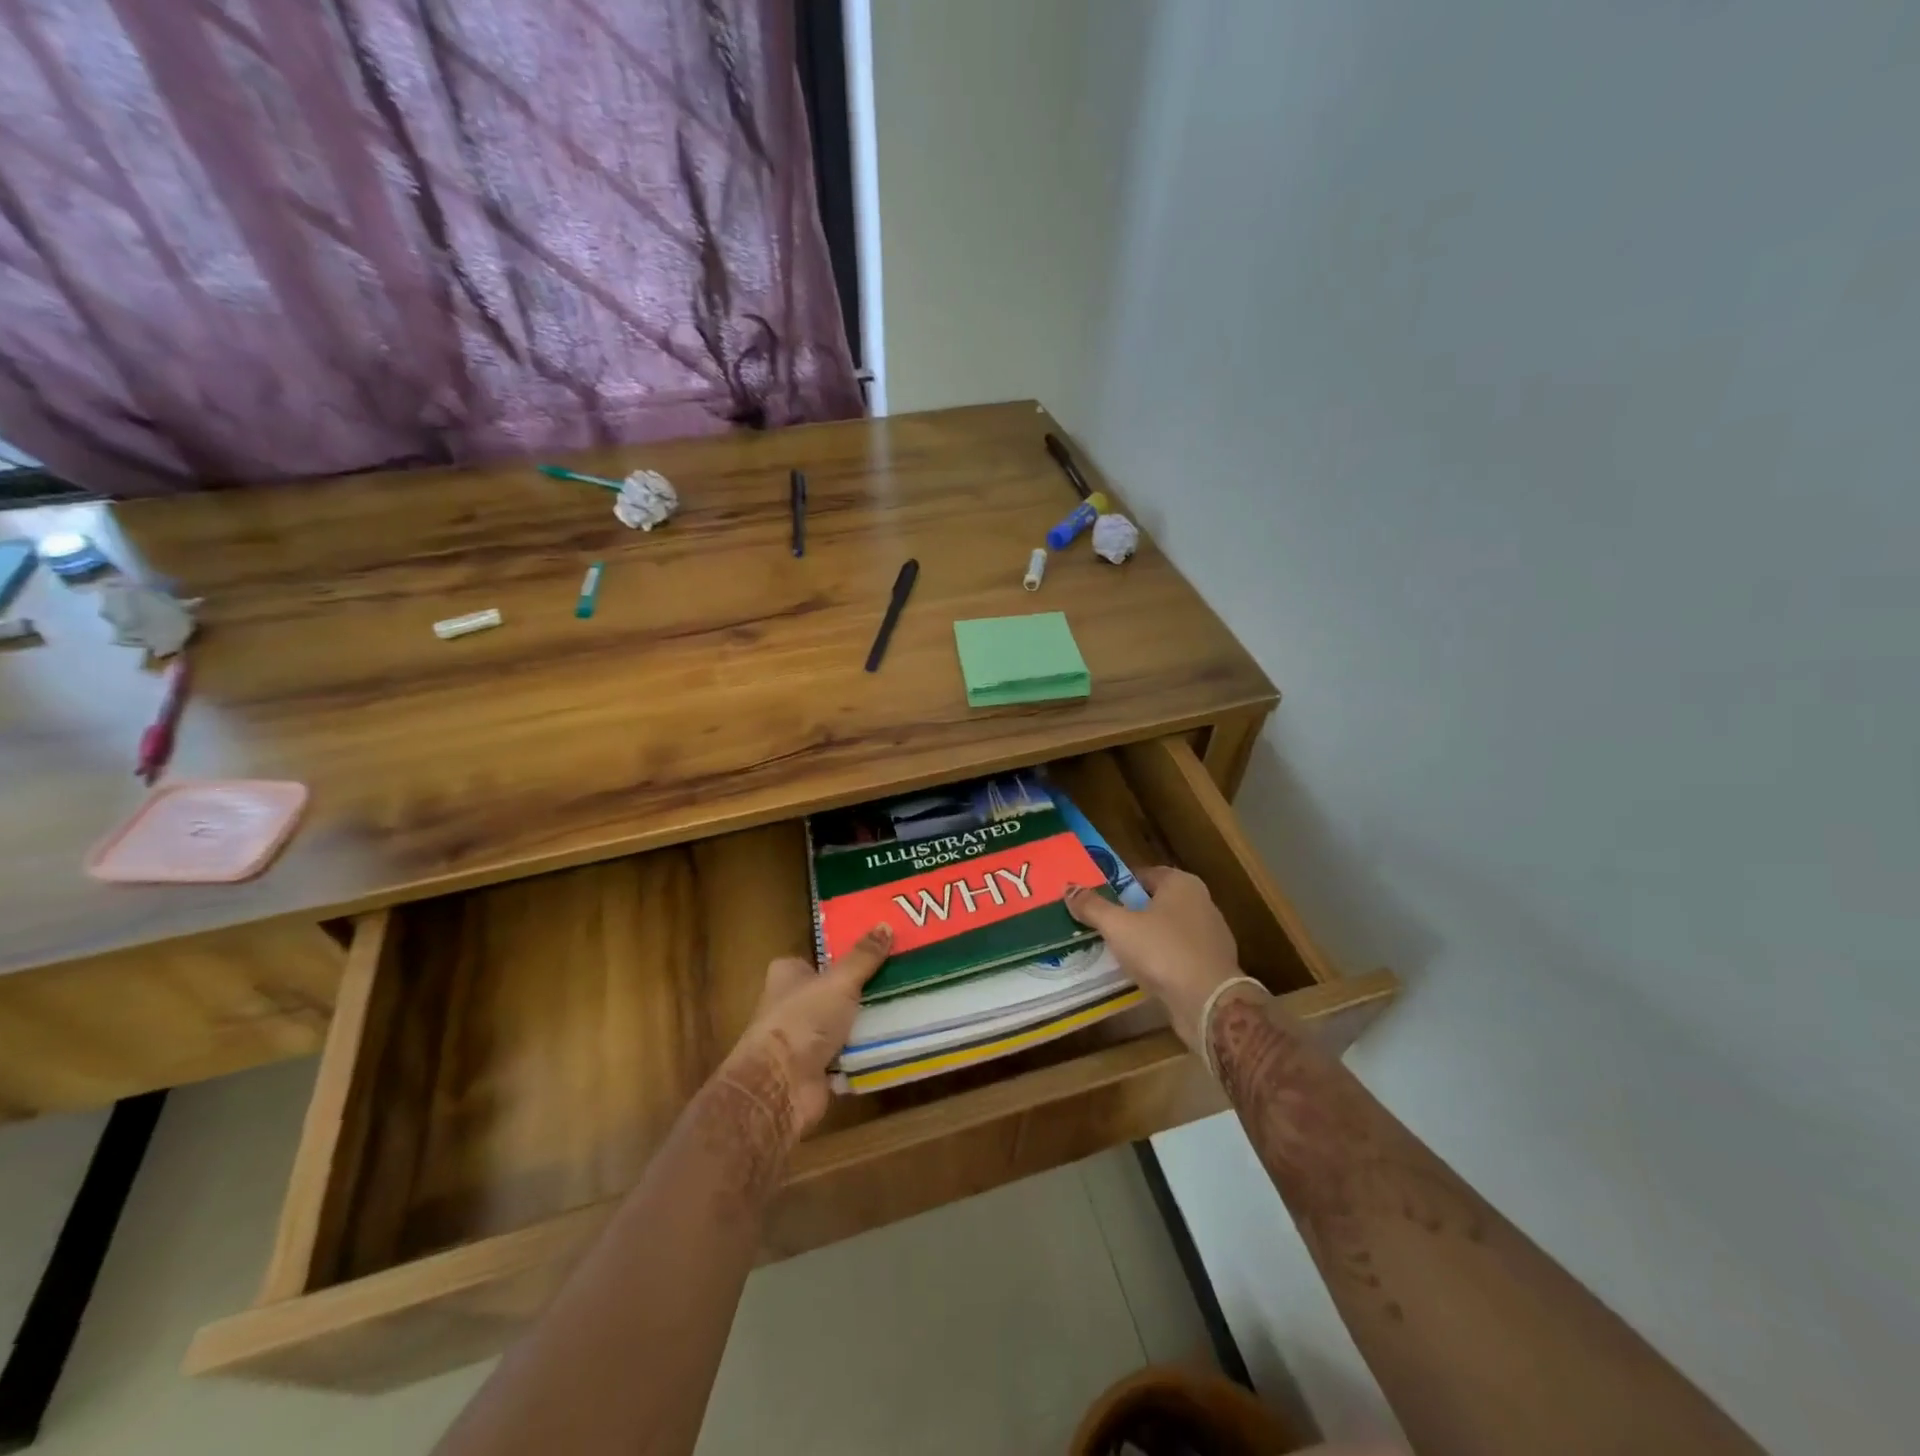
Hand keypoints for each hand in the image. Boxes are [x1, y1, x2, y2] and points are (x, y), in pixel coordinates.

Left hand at [721, 924, 891, 1137]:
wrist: (781, 1086)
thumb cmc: (803, 1020)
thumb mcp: (839, 981)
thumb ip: (863, 956)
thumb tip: (885, 924)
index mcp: (788, 975)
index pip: (818, 958)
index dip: (845, 954)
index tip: (879, 949)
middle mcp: (792, 1004)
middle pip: (834, 990)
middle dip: (863, 988)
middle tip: (902, 976)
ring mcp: (804, 1038)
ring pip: (844, 1022)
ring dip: (867, 1020)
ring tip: (907, 1004)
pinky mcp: (817, 1068)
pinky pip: (849, 1052)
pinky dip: (866, 1049)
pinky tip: (896, 1038)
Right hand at [1065, 867, 1254, 1053]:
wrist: (1208, 1003)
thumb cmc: (1162, 951)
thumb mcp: (1118, 926)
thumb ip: (1093, 906)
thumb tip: (1069, 888)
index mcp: (1182, 883)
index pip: (1144, 874)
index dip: (1119, 884)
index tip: (1097, 898)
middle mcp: (1202, 902)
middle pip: (1157, 902)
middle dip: (1131, 912)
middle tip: (1103, 924)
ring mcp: (1212, 936)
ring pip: (1169, 930)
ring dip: (1147, 938)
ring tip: (1118, 951)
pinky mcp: (1214, 965)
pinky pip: (1179, 955)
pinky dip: (1162, 960)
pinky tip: (1143, 973)